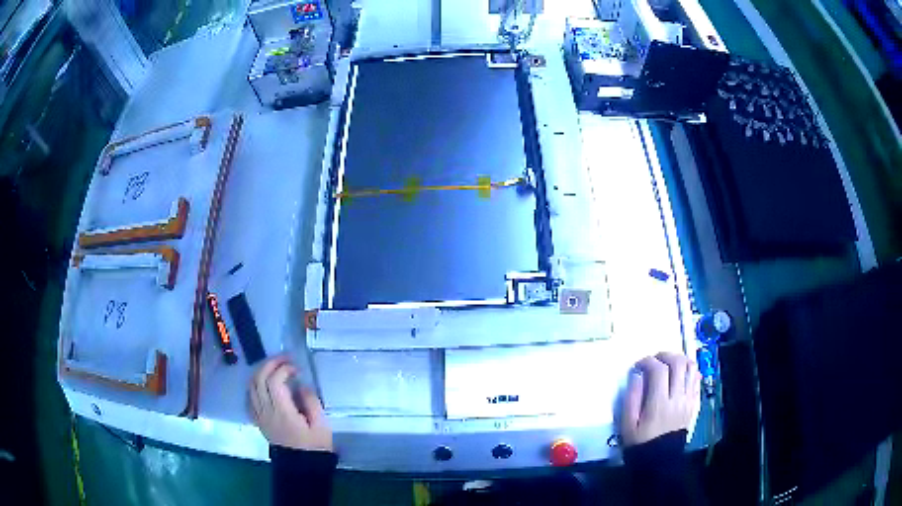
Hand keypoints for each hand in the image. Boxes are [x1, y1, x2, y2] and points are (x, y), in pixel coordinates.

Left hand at [250, 356, 332, 451]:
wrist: (302, 466)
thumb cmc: (314, 446)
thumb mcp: (321, 425)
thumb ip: (311, 402)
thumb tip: (302, 385)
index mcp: (282, 412)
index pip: (274, 381)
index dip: (284, 369)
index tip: (297, 369)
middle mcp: (266, 411)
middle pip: (259, 379)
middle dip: (270, 364)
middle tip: (284, 359)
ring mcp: (259, 415)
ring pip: (251, 386)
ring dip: (261, 372)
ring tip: (274, 367)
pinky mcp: (258, 419)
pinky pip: (249, 397)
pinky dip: (254, 385)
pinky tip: (264, 384)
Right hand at [619, 352, 700, 446]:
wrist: (660, 460)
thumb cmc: (640, 442)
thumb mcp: (627, 424)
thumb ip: (631, 397)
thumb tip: (637, 375)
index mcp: (658, 404)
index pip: (658, 370)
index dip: (647, 361)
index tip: (638, 365)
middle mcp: (677, 398)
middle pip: (678, 363)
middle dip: (665, 355)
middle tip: (654, 360)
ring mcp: (688, 400)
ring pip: (691, 367)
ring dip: (679, 360)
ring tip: (668, 364)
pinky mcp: (694, 403)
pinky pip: (696, 378)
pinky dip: (689, 370)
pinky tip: (679, 373)